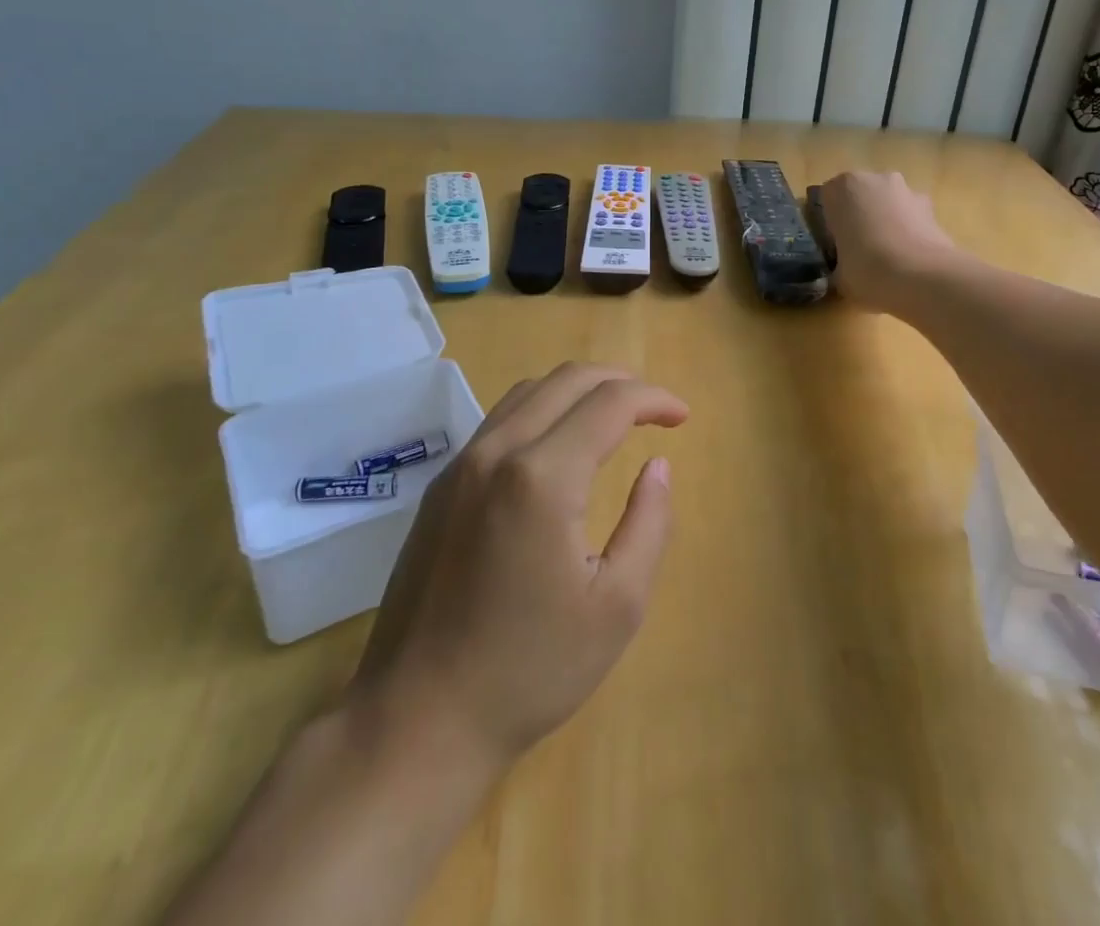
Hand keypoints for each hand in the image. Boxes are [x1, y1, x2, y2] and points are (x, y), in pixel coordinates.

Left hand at [351, 364, 687, 769]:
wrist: (416, 721)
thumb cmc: (529, 670)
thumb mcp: (617, 606)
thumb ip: (649, 523)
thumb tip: (657, 465)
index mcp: (543, 476)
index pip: (609, 403)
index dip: (654, 400)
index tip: (682, 418)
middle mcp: (497, 452)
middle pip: (568, 379)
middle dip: (620, 381)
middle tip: (654, 410)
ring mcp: (461, 466)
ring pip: (530, 391)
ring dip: (579, 390)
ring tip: (613, 417)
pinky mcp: (441, 486)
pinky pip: (501, 420)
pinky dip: (543, 410)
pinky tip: (560, 446)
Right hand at [817, 170, 959, 312]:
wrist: (924, 278)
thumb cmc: (868, 269)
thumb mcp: (838, 275)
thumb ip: (837, 266)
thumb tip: (841, 273)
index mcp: (844, 187)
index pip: (827, 197)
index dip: (829, 221)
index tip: (833, 244)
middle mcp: (875, 180)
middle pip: (860, 195)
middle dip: (859, 216)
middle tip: (857, 249)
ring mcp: (907, 191)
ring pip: (888, 204)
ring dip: (885, 221)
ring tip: (887, 256)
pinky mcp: (932, 208)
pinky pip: (911, 217)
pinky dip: (908, 231)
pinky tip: (908, 259)